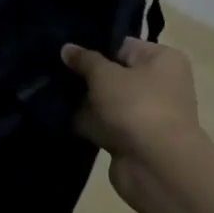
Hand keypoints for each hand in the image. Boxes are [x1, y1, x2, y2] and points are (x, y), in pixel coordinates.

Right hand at [61, 38, 209, 195]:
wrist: (156, 166)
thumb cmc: (136, 105)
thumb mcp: (104, 74)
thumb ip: (84, 59)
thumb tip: (67, 48)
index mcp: (163, 60)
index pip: (122, 46)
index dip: (94, 48)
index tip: (67, 51)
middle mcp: (160, 85)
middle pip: (114, 75)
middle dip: (86, 76)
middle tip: (53, 70)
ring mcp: (147, 115)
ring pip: (107, 101)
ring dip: (84, 101)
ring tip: (50, 91)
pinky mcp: (134, 140)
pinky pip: (104, 125)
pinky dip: (87, 123)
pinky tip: (59, 115)